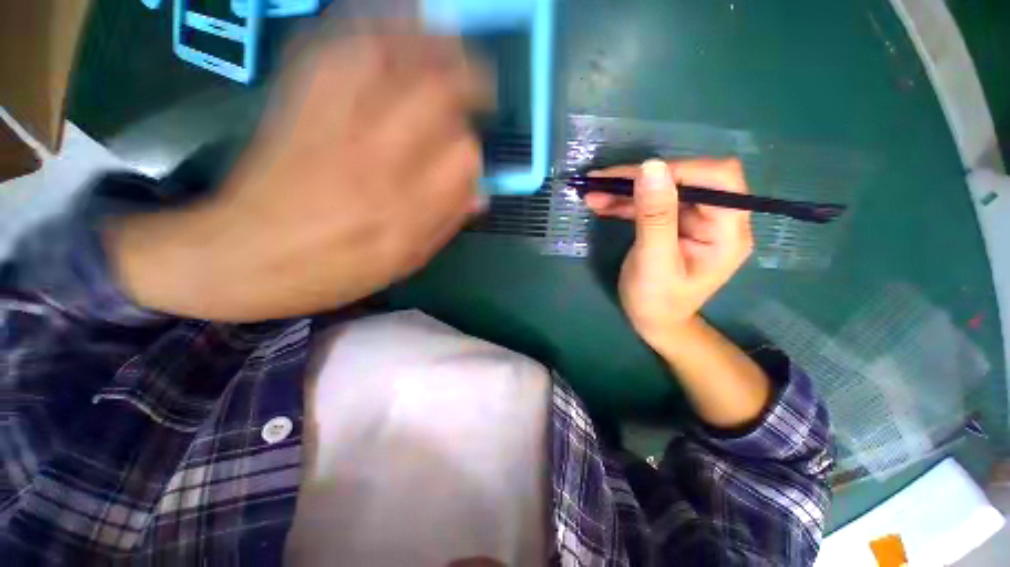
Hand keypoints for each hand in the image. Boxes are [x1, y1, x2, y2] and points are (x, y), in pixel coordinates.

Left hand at [109, 28, 491, 321]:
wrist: (243, 256)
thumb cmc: (332, 271)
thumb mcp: (402, 263)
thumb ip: (445, 226)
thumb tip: (479, 195)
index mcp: (406, 211)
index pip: (463, 159)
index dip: (473, 152)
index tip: (470, 155)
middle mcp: (376, 162)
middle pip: (435, 96)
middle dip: (468, 79)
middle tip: (481, 81)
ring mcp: (333, 125)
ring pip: (390, 58)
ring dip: (427, 41)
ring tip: (450, 39)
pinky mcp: (296, 104)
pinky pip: (335, 49)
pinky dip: (368, 26)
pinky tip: (392, 23)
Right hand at [585, 159, 752, 353]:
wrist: (652, 322)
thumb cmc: (656, 301)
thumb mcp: (654, 261)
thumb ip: (655, 216)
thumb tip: (651, 166)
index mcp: (728, 231)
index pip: (717, 179)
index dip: (678, 170)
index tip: (634, 177)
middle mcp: (717, 219)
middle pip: (686, 179)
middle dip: (641, 179)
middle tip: (601, 181)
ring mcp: (694, 220)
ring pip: (663, 189)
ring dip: (627, 190)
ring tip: (592, 193)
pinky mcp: (673, 224)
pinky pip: (650, 204)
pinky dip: (625, 202)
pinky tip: (601, 203)